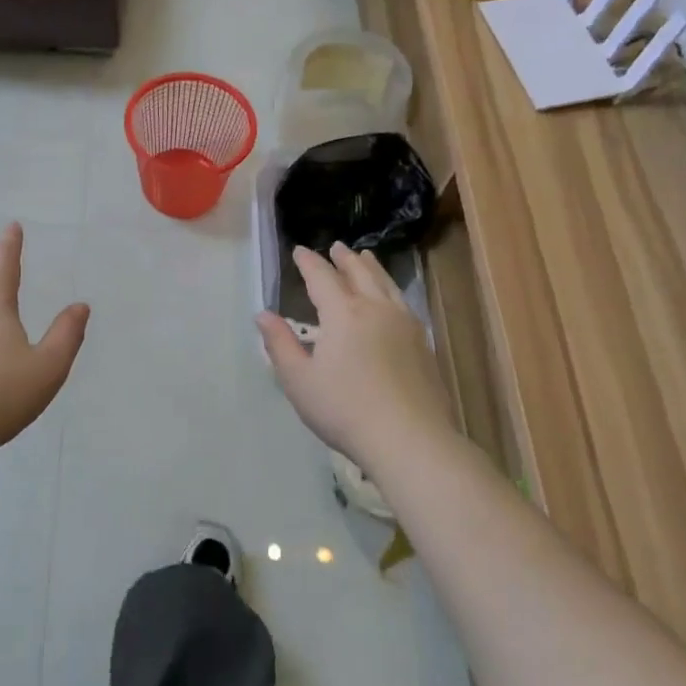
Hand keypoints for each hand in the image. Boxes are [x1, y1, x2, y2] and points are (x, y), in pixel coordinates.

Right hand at [257, 242, 458, 467]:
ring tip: (366, 257)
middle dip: (344, 259)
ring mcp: (404, 324)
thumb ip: (280, 344)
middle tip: (337, 247)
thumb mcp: (299, 380)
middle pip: (359, 273)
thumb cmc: (344, 409)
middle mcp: (375, 309)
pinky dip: (391, 289)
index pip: (322, 277)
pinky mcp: (423, 343)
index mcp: (342, 313)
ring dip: (372, 267)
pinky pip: (403, 302)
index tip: (299, 250)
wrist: (409, 439)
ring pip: (386, 284)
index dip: (309, 262)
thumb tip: (263, 314)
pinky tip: (392, 298)